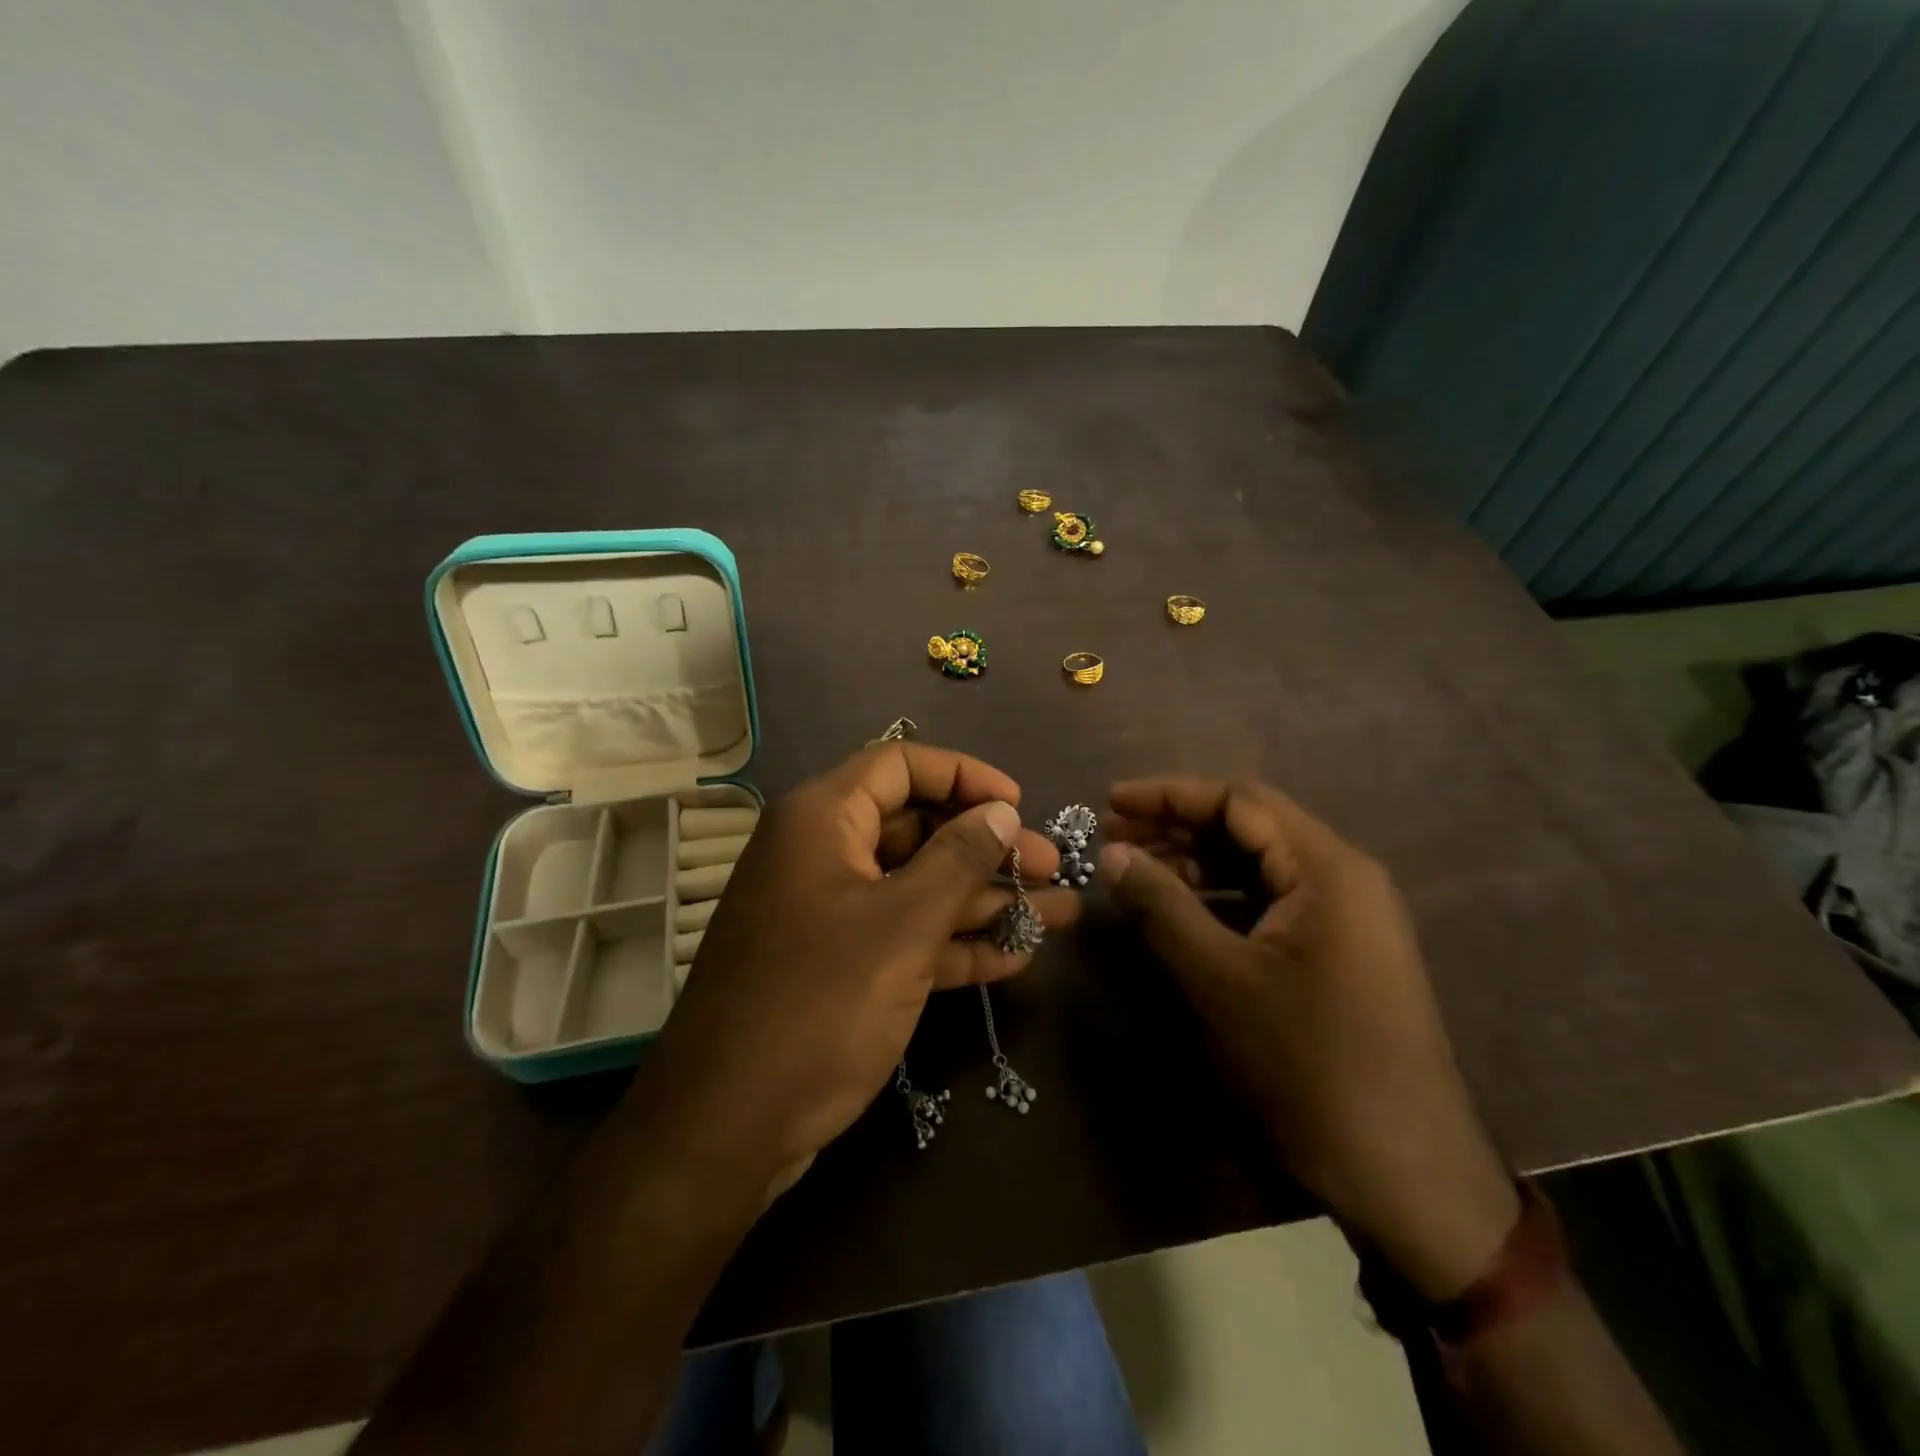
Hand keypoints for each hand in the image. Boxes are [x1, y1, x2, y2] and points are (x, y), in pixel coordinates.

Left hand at [642, 742, 1079, 1190]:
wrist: (727, 1128)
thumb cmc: (819, 1005)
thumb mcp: (902, 925)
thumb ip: (958, 859)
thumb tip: (1002, 810)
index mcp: (822, 820)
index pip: (900, 765)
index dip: (964, 775)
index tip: (1019, 805)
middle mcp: (823, 853)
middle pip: (916, 826)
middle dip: (987, 846)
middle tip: (1051, 868)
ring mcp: (830, 912)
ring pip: (917, 885)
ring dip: (984, 900)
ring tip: (1058, 913)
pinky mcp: (838, 964)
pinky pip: (904, 935)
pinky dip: (953, 943)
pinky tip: (1014, 957)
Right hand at [1102, 777, 1518, 1298]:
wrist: (1404, 1174)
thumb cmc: (1307, 1063)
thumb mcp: (1219, 979)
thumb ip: (1161, 905)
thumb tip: (1112, 852)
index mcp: (1327, 868)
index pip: (1238, 800)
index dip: (1168, 794)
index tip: (1110, 802)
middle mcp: (1342, 878)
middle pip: (1248, 827)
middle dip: (1177, 827)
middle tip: (1113, 838)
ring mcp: (1345, 917)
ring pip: (1258, 866)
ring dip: (1195, 863)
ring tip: (1134, 873)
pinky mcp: (1338, 953)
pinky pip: (1270, 904)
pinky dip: (1220, 899)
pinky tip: (1178, 913)